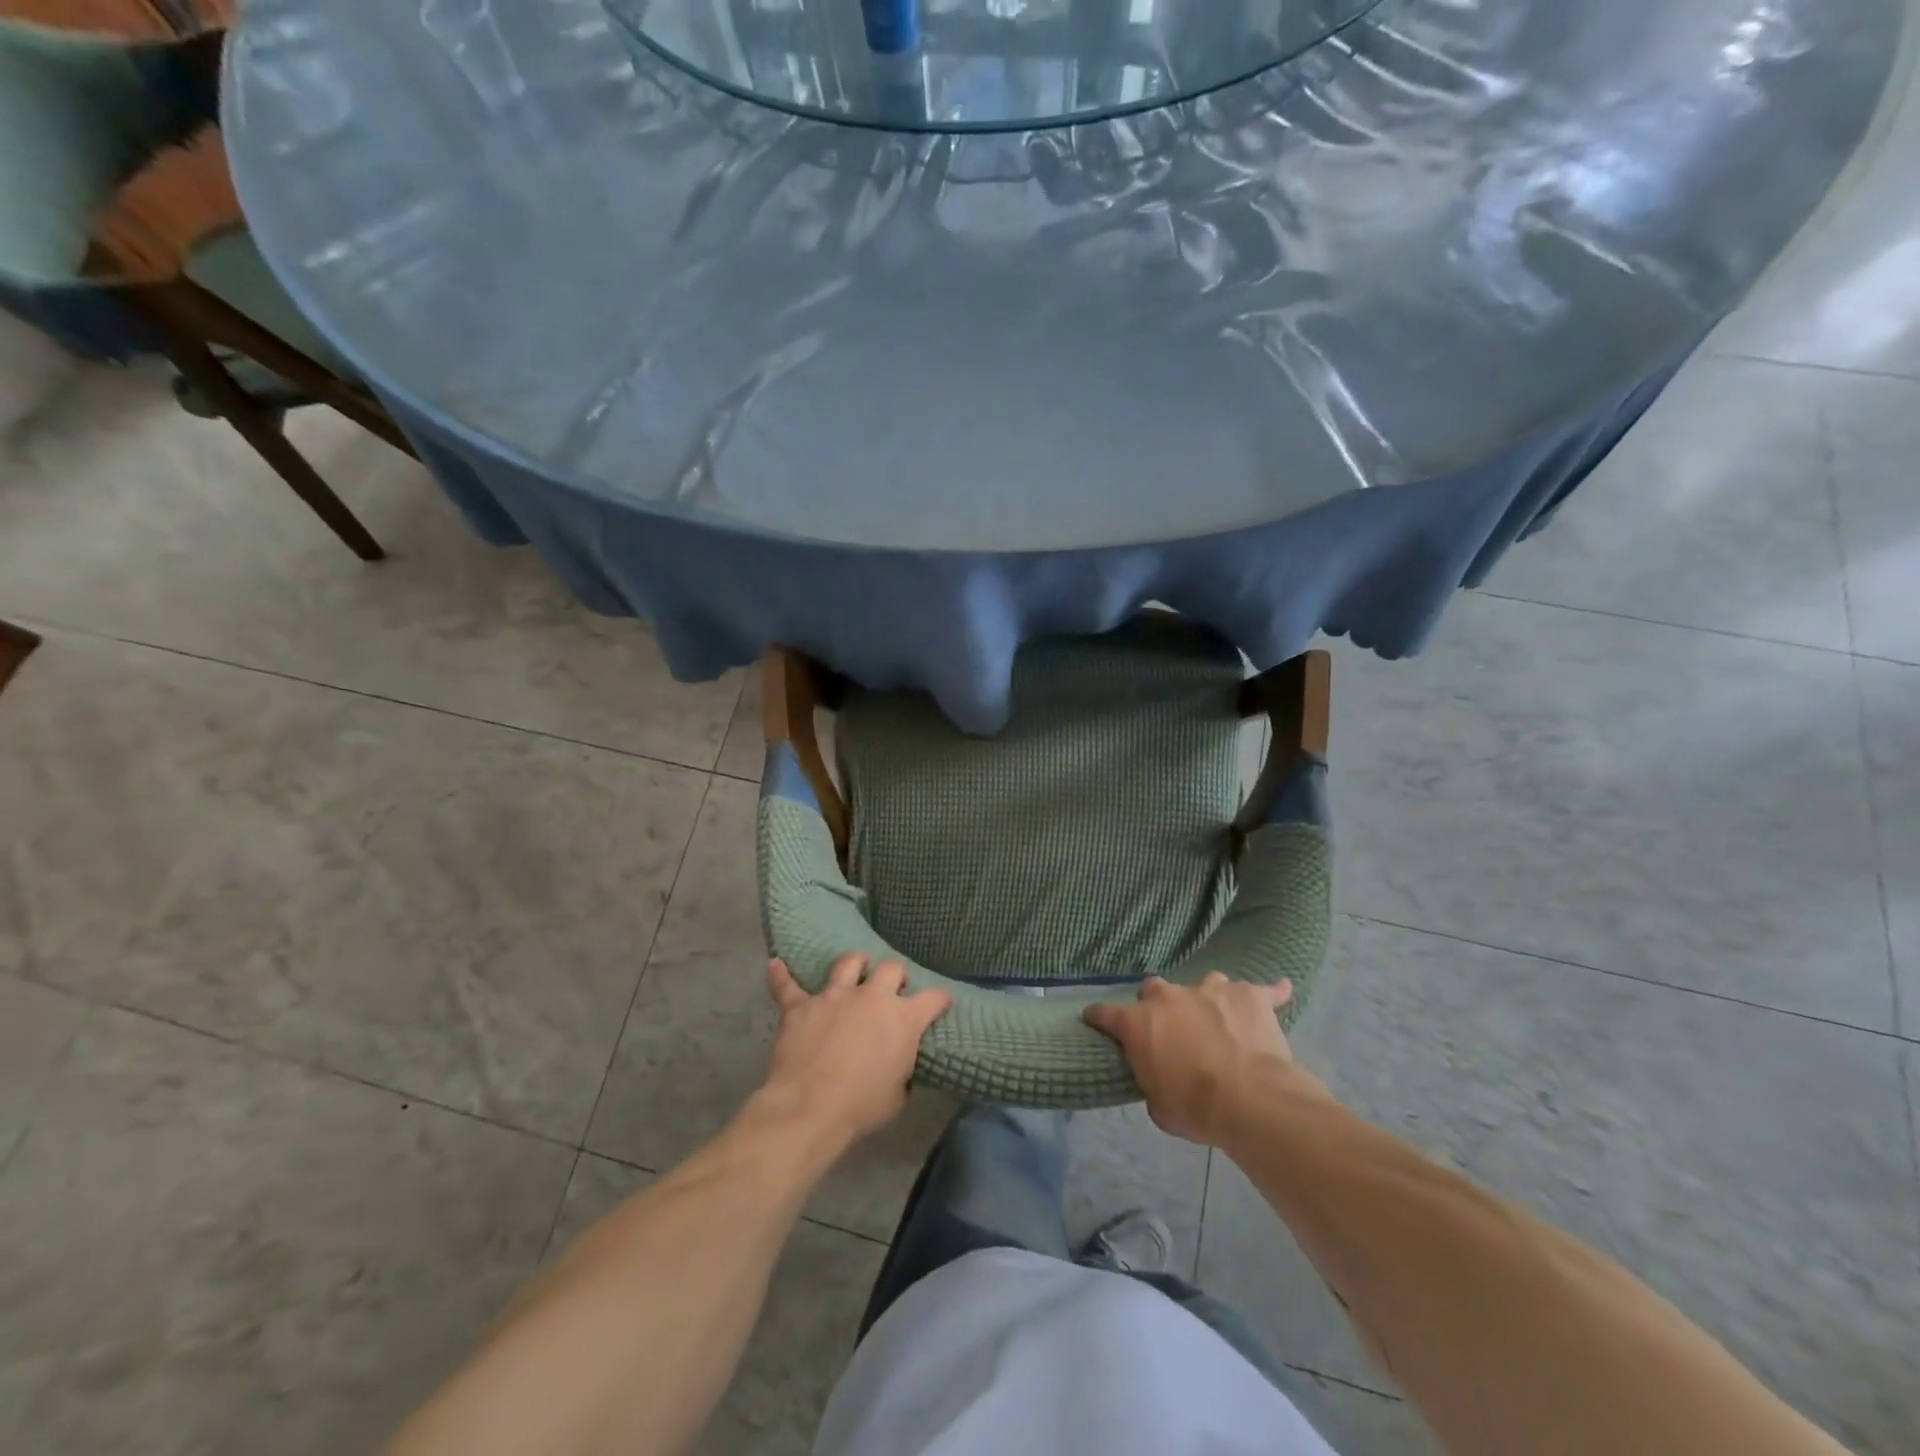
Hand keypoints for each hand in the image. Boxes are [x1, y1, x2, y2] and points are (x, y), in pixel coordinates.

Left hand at [757, 953, 951, 1151]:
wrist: (810, 1107)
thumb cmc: (862, 1106)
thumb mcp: (898, 1095)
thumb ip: (903, 1070)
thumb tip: (899, 1064)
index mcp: (903, 1019)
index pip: (933, 998)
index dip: (939, 1000)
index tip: (940, 1003)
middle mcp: (872, 996)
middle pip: (891, 968)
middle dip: (895, 976)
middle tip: (892, 989)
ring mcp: (834, 995)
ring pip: (847, 962)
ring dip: (853, 964)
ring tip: (854, 970)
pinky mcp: (801, 1005)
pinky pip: (787, 985)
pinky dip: (781, 976)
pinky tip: (776, 965)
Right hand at [1084, 973, 1312, 1145]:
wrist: (1251, 1101)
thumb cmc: (1195, 1108)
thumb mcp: (1159, 1106)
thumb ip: (1153, 1082)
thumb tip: (1160, 1079)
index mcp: (1138, 1022)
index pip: (1105, 1013)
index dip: (1099, 1018)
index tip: (1095, 1020)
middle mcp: (1170, 997)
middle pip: (1154, 989)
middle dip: (1159, 1005)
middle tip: (1171, 1028)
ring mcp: (1211, 989)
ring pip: (1205, 982)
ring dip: (1207, 998)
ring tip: (1219, 1018)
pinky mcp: (1250, 995)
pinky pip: (1264, 989)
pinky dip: (1270, 994)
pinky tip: (1280, 991)